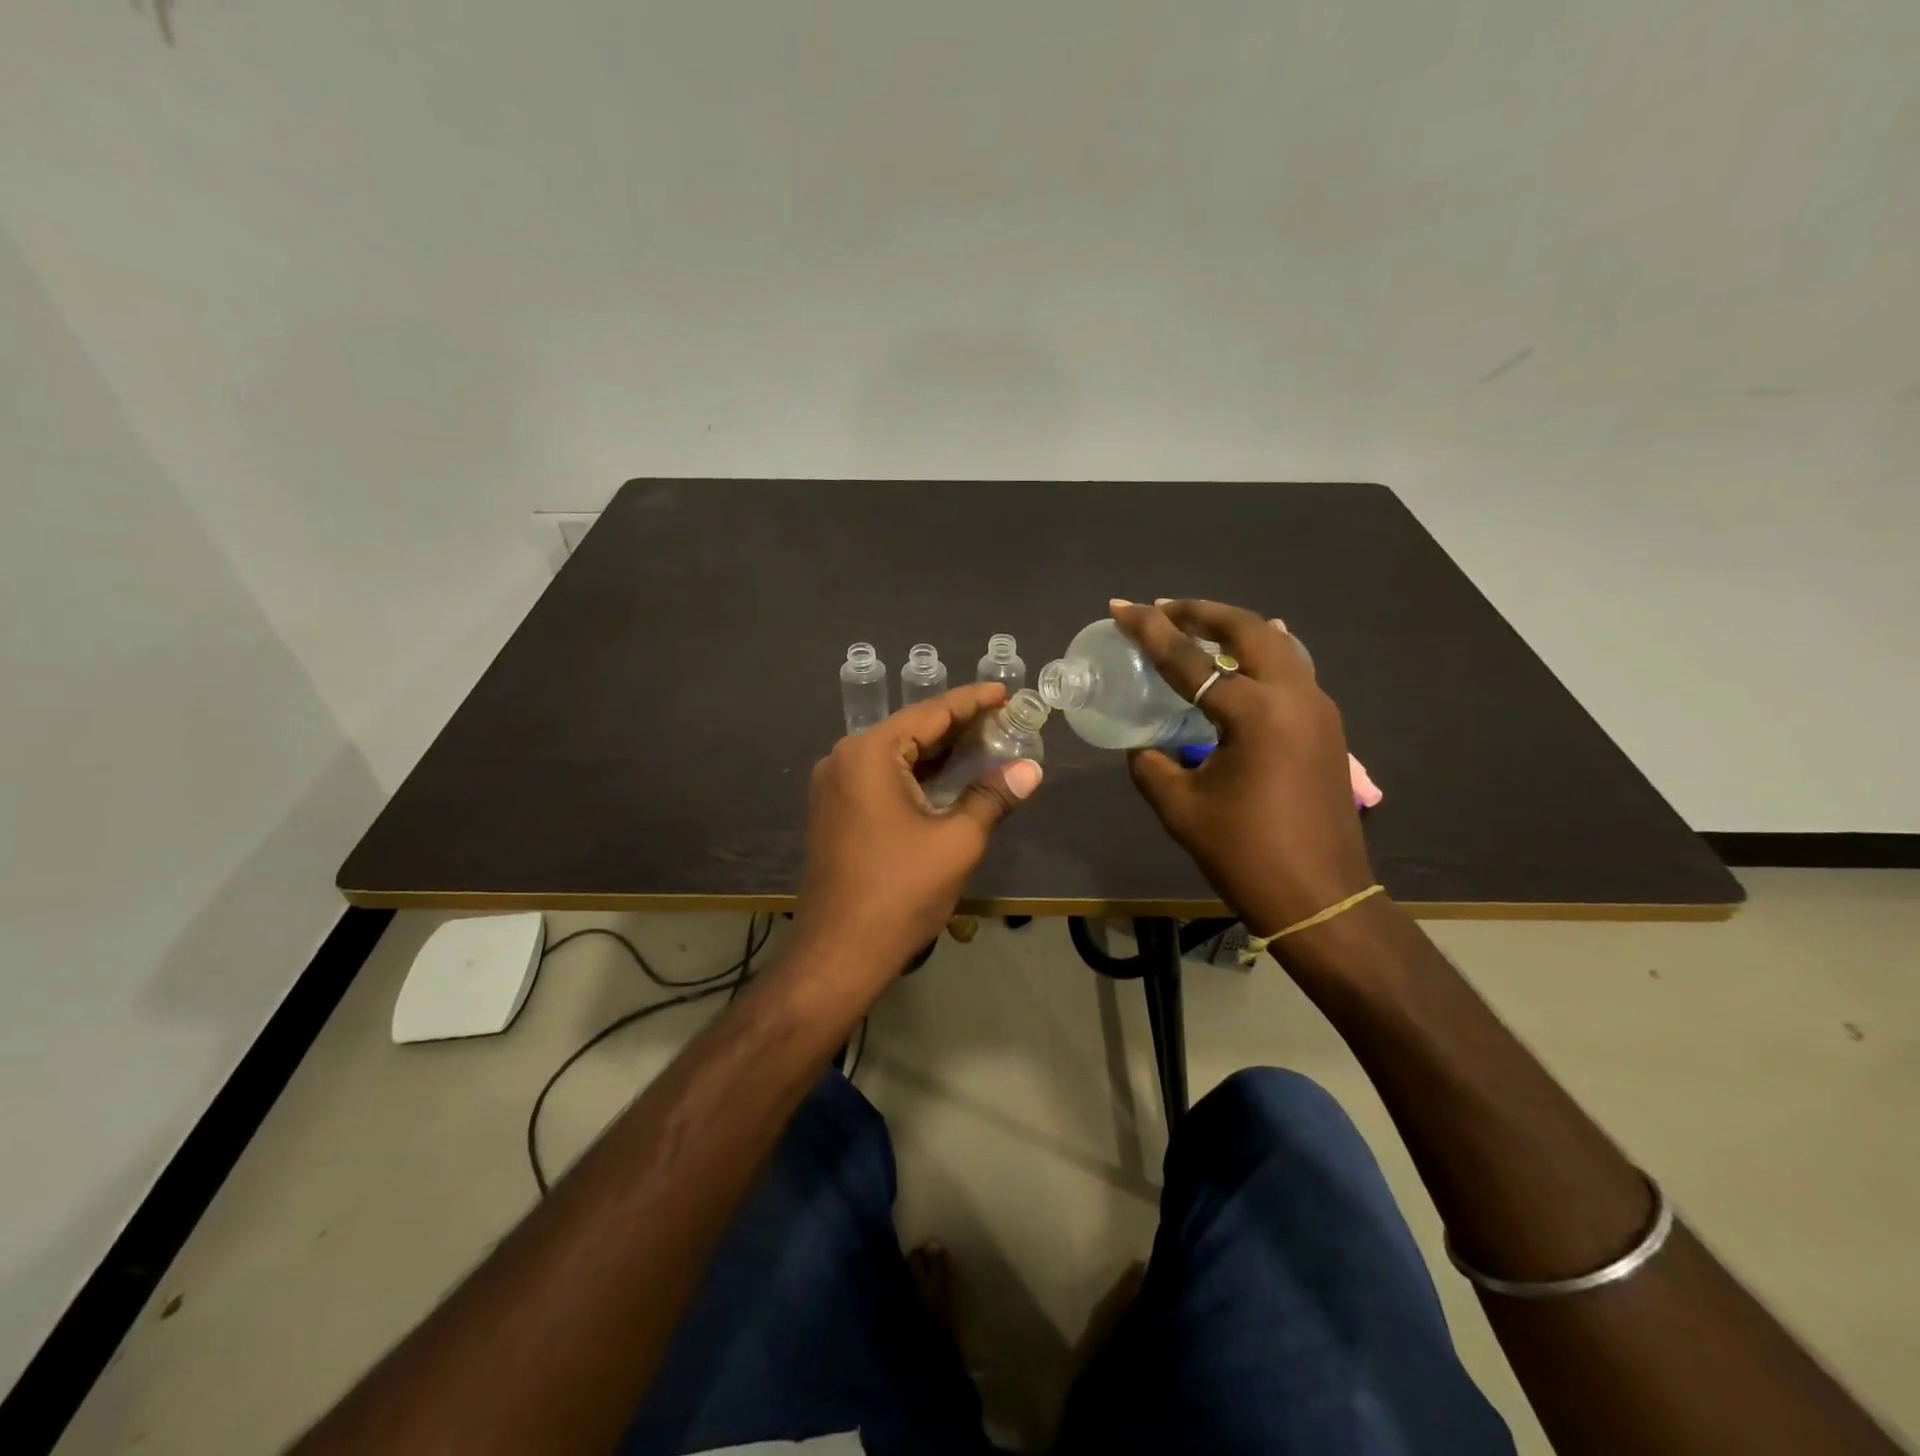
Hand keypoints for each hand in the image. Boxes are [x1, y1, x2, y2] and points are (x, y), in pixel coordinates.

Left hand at [792, 683, 1042, 988]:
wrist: (838, 954)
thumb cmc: (900, 892)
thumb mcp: (957, 841)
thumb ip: (993, 796)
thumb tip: (1031, 769)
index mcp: (869, 754)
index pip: (930, 713)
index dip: (972, 701)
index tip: (1005, 691)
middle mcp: (844, 760)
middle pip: (911, 731)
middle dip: (958, 726)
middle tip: (1004, 720)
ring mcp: (834, 788)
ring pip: (896, 757)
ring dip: (939, 753)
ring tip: (986, 745)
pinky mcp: (835, 813)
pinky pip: (882, 780)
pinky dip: (917, 776)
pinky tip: (950, 779)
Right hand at [1113, 598, 1374, 935]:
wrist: (1321, 898)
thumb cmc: (1245, 854)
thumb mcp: (1180, 808)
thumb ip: (1151, 764)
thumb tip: (1143, 746)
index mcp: (1255, 713)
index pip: (1190, 659)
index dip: (1149, 631)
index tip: (1121, 606)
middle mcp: (1295, 697)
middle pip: (1248, 629)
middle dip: (1201, 612)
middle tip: (1162, 609)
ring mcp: (1320, 710)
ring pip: (1278, 645)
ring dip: (1234, 630)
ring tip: (1196, 629)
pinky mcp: (1328, 728)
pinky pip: (1293, 671)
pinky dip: (1261, 655)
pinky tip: (1244, 660)